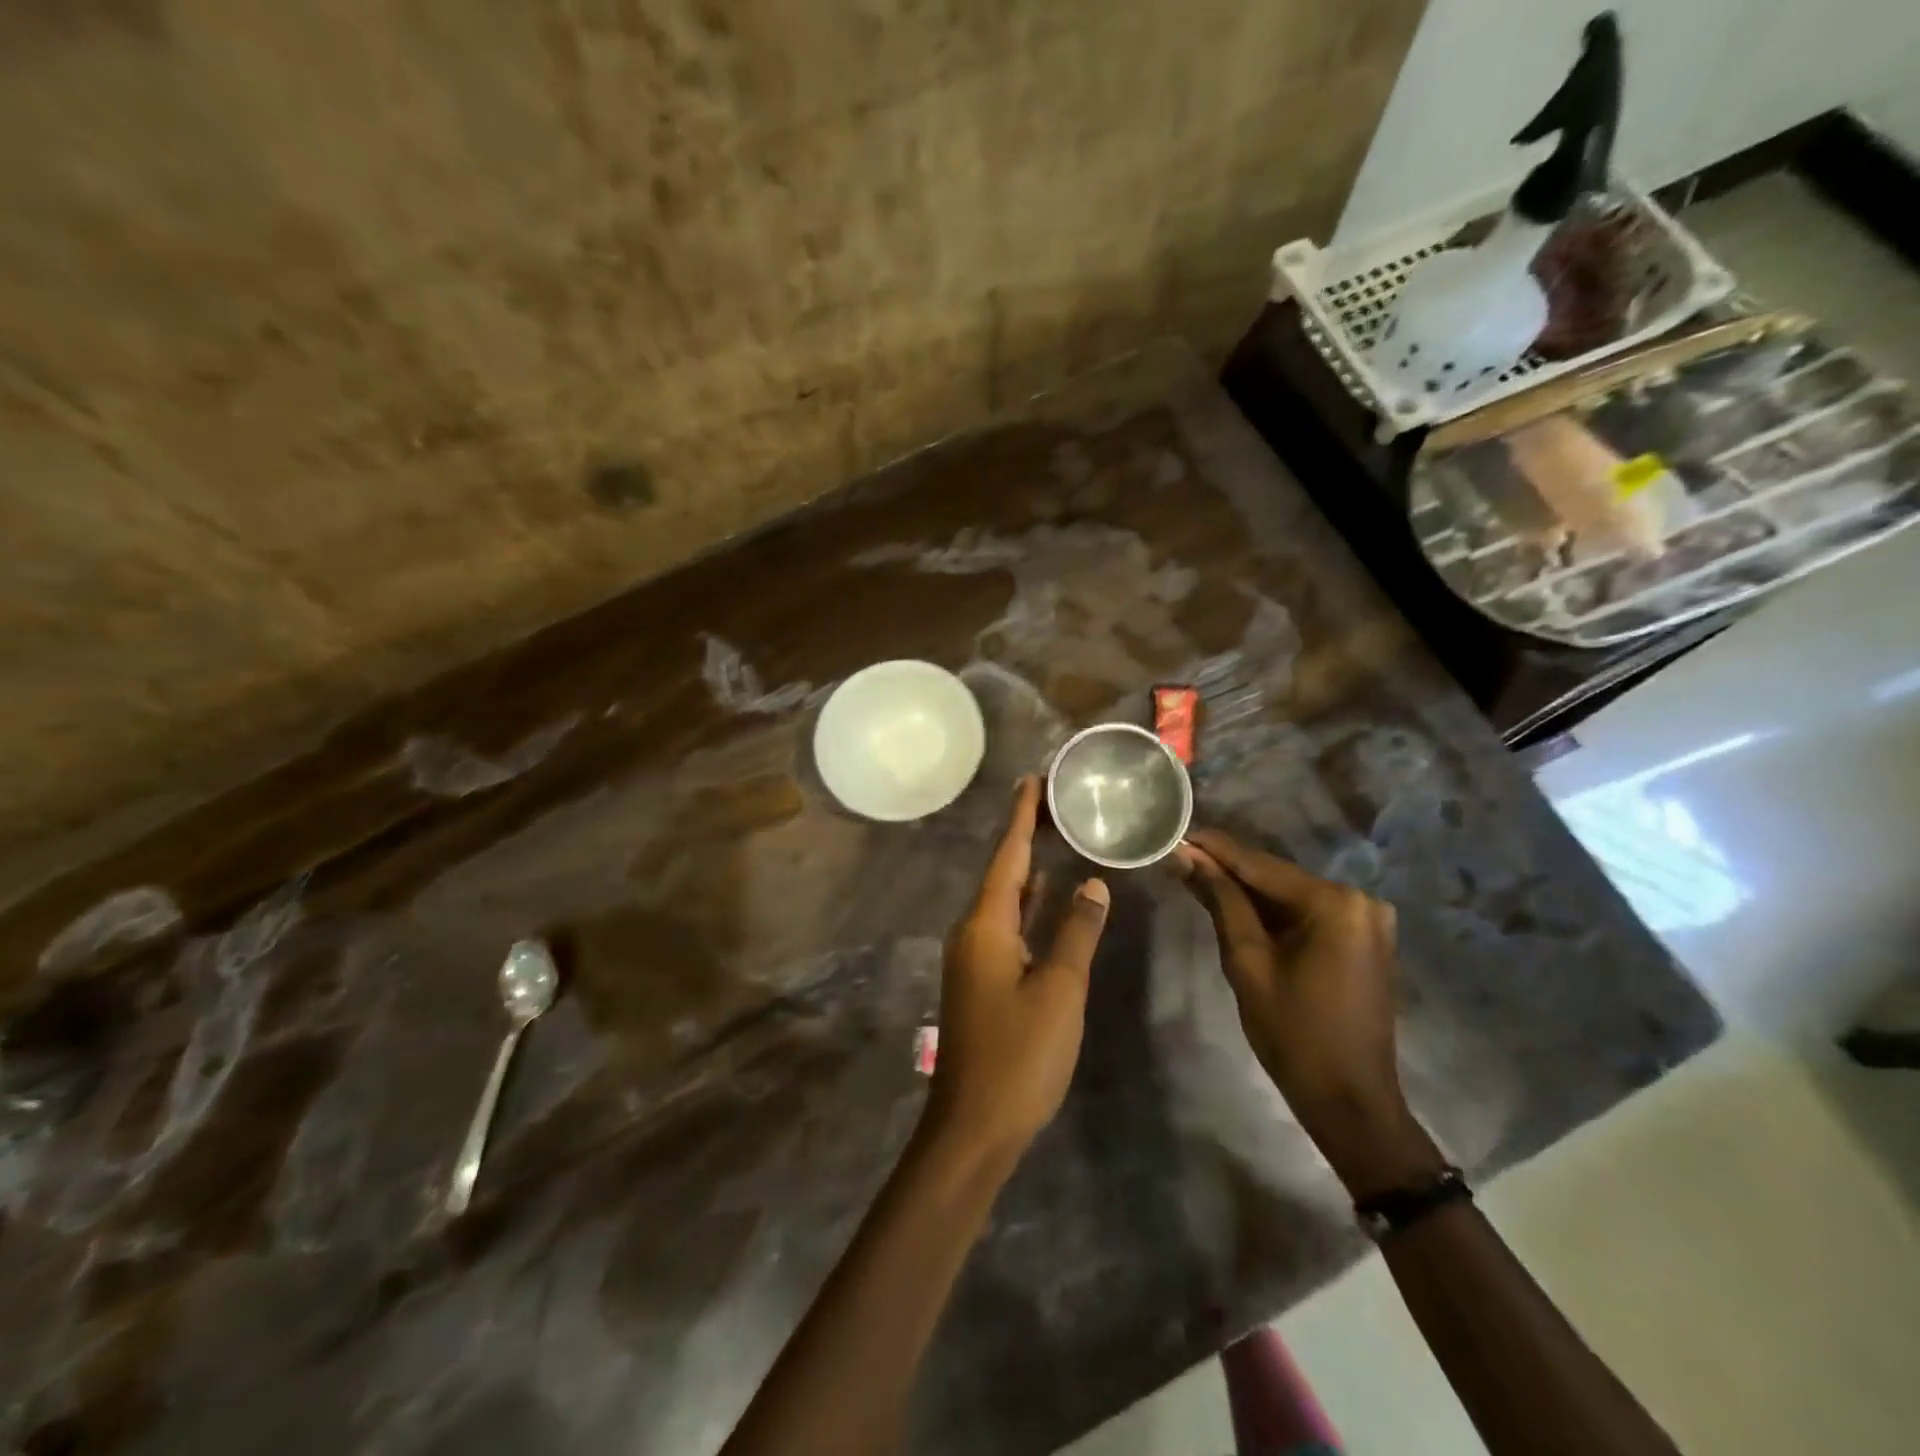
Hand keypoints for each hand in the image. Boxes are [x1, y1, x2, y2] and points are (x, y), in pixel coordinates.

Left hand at [925, 777, 1110, 1165]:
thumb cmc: (1020, 1055)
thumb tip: (1092, 882)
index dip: (1022, 817)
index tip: (1032, 780)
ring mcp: (975, 957)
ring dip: (1027, 869)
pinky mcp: (982, 979)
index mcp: (985, 925)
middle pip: (1002, 871)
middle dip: (1026, 835)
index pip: (1007, 856)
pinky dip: (1028, 905)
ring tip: (1054, 837)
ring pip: (1004, 899)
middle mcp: (973, 931)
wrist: (973, 1126)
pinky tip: (1046, 897)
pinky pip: (1006, 925)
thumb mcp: (1060, 990)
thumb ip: (1076, 932)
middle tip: (1054, 802)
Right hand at [1174, 829, 1441, 1196]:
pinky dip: (1271, 912)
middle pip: (1277, 877)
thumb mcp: (1247, 963)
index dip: (1215, 849)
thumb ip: (1220, 902)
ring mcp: (1366, 920)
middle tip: (1179, 859)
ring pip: (1290, 895)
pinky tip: (1234, 905)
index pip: (1260, 865)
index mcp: (1334, 903)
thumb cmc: (1293, 1035)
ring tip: (1196, 877)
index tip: (1177, 834)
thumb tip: (1186, 857)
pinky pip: (1307, 914)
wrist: (1351, 1102)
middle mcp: (1359, 899)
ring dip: (1246, 891)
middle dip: (1227, 870)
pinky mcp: (1362, 939)